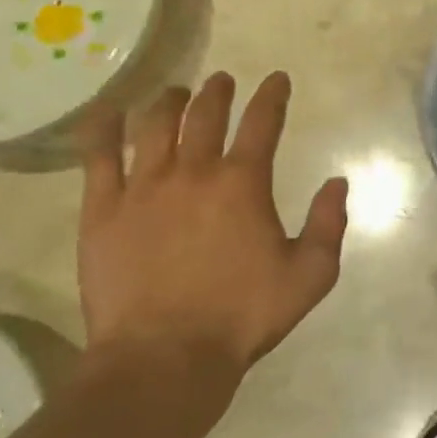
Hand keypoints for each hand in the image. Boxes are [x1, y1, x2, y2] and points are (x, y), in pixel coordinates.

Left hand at [77, 72, 347, 393]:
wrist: (165, 357)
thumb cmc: (242, 316)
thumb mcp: (310, 275)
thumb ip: (328, 225)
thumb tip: (337, 182)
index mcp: (243, 183)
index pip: (262, 122)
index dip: (272, 95)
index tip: (277, 79)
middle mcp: (194, 172)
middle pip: (206, 115)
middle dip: (218, 92)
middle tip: (222, 81)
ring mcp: (143, 188)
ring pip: (154, 127)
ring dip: (169, 103)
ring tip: (175, 92)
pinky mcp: (103, 211)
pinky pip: (98, 157)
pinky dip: (102, 130)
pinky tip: (105, 115)